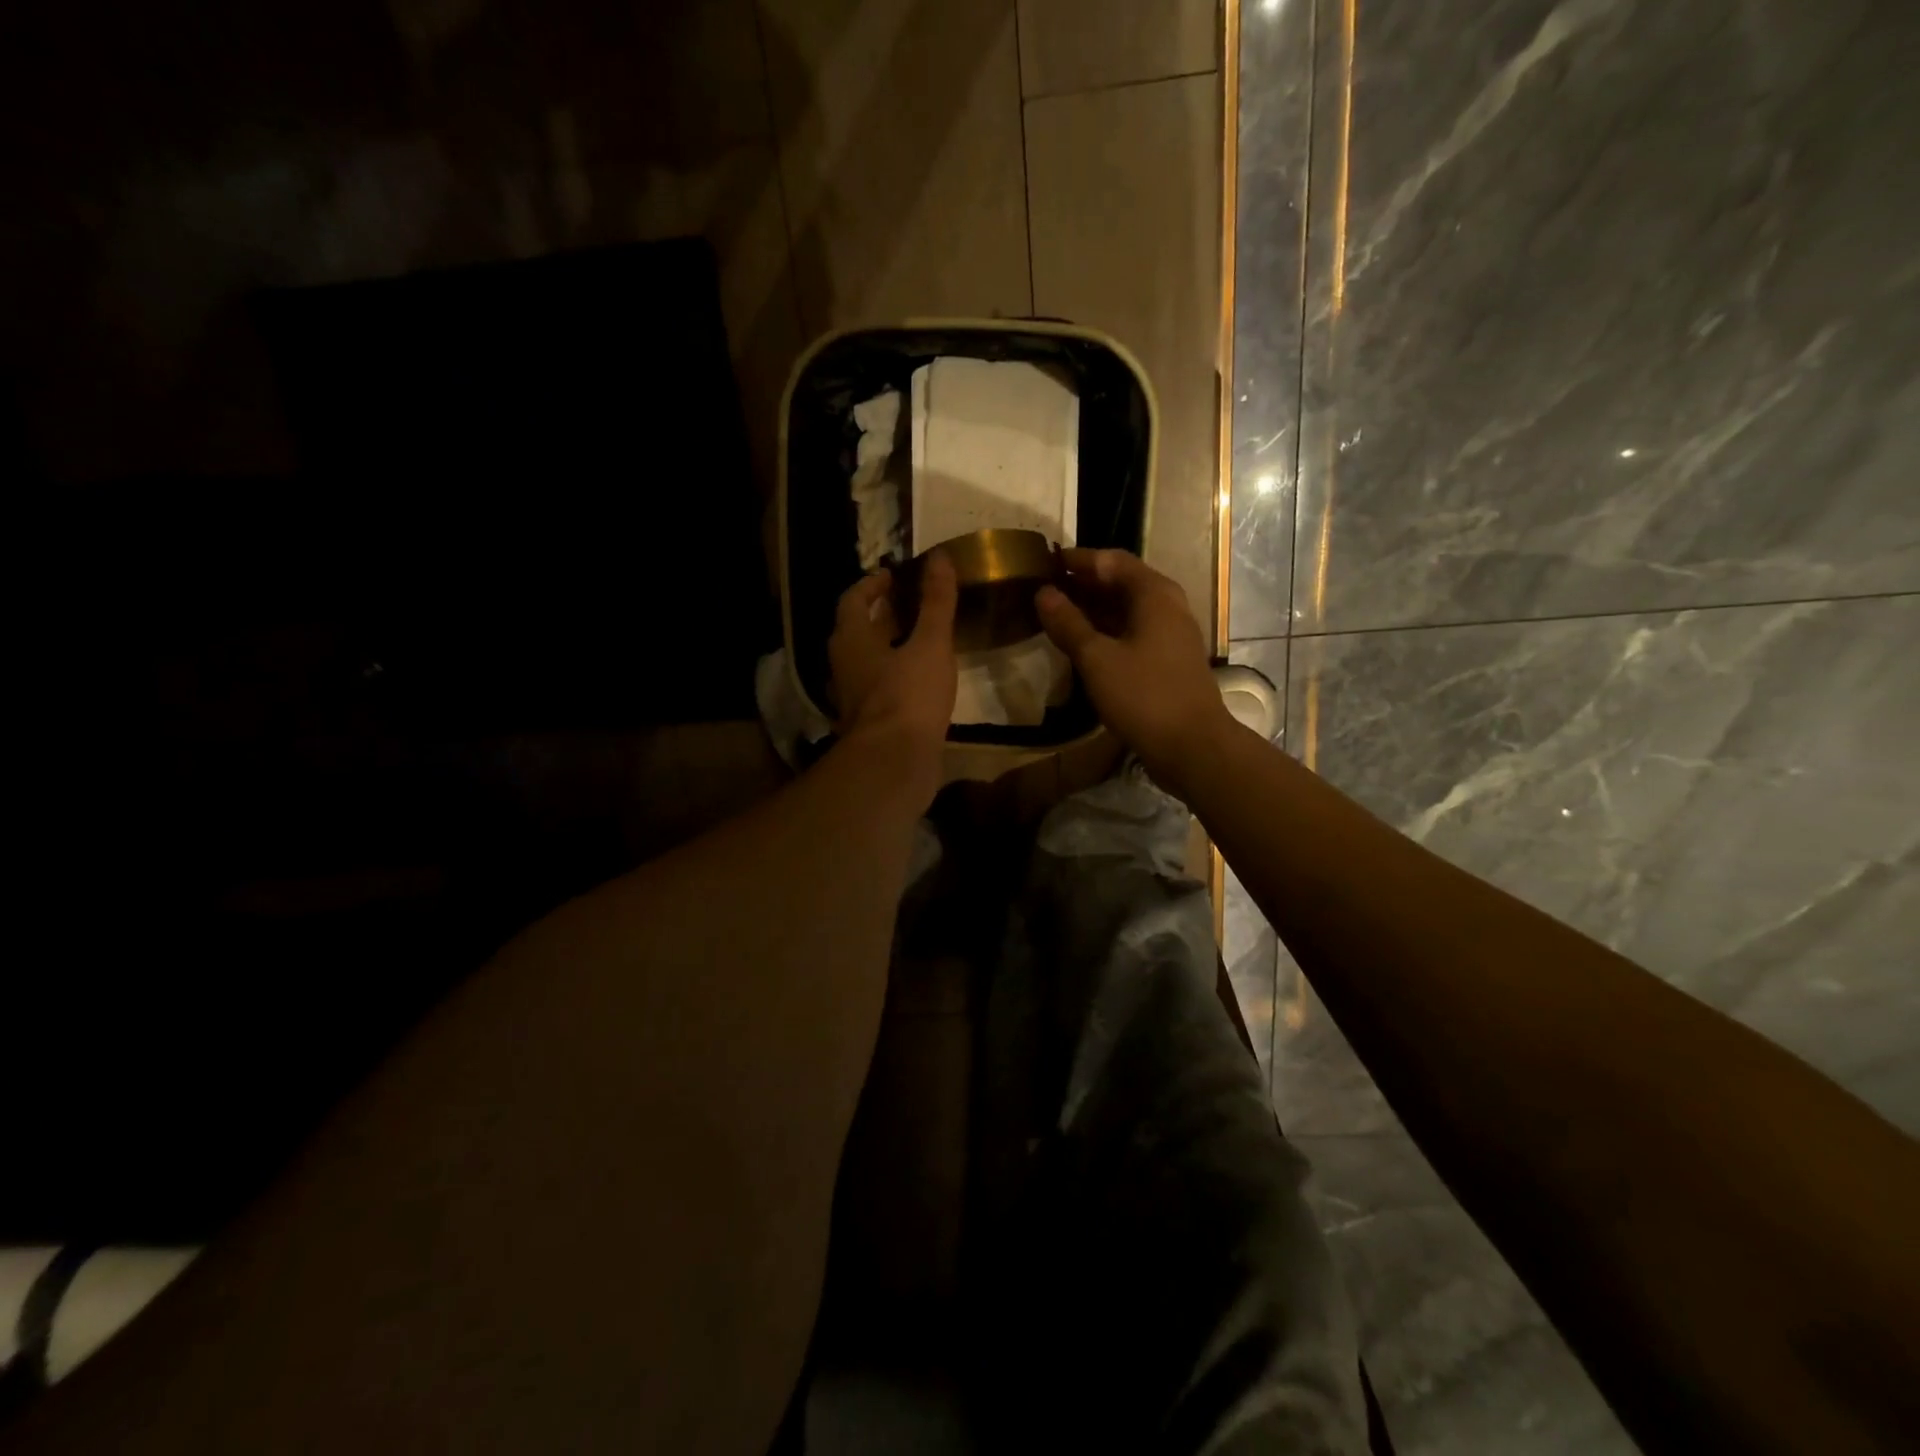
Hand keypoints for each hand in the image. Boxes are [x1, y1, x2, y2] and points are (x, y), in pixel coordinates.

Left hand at [828, 553, 957, 799]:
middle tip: (910, 604)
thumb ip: (936, 602)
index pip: (852, 600)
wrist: (894, 763)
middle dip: (881, 616)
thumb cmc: (909, 696)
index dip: (871, 585)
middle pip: (858, 632)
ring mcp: (855, 698)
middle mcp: (845, 666)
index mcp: (851, 640)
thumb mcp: (930, 643)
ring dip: (889, 648)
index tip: (891, 576)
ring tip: (921, 640)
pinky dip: (897, 677)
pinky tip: (921, 681)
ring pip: (869, 663)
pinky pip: (880, 689)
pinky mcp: (870, 723)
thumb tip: (940, 557)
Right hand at [1036, 548, 1231, 795]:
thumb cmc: (1144, 696)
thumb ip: (1068, 623)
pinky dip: (1106, 631)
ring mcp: (1171, 634)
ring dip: (1093, 609)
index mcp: (1154, 594)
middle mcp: (1167, 605)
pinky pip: (1132, 632)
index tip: (1045, 561)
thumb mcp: (1097, 659)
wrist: (1192, 746)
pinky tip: (1083, 645)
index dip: (1078, 559)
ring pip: (1127, 609)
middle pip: (1121, 582)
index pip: (1111, 560)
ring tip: (1056, 615)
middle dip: (1083, 583)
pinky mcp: (1169, 660)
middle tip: (1045, 588)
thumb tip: (1043, 593)